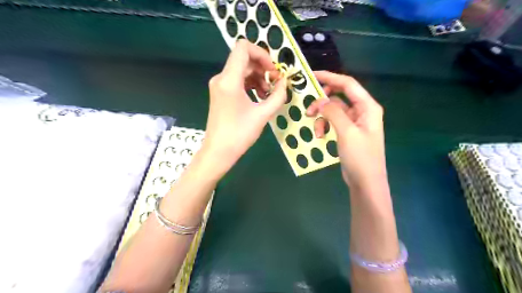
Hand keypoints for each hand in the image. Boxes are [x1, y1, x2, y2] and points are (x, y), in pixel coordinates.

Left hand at [202, 41, 287, 177]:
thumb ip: (277, 95)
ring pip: (242, 70)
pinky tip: (260, 97)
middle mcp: (221, 78)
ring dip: (258, 77)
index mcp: (229, 80)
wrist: (219, 151)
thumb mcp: (263, 114)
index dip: (262, 54)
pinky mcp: (220, 93)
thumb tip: (284, 82)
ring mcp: (219, 85)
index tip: (273, 71)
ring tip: (268, 94)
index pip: (243, 48)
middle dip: (263, 68)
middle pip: (244, 59)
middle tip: (275, 84)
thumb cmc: (240, 134)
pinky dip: (250, 84)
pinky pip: (237, 80)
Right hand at [307, 71, 386, 189]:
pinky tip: (320, 136)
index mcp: (367, 107)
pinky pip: (333, 122)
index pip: (348, 84)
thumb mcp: (346, 132)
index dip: (330, 77)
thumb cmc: (360, 157)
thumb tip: (320, 100)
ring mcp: (354, 122)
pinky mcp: (347, 132)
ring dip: (322, 118)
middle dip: (322, 102)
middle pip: (339, 97)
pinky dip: (324, 126)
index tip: (311, 76)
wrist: (365, 182)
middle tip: (308, 109)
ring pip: (333, 111)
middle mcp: (362, 111)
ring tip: (315, 129)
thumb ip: (333, 112)